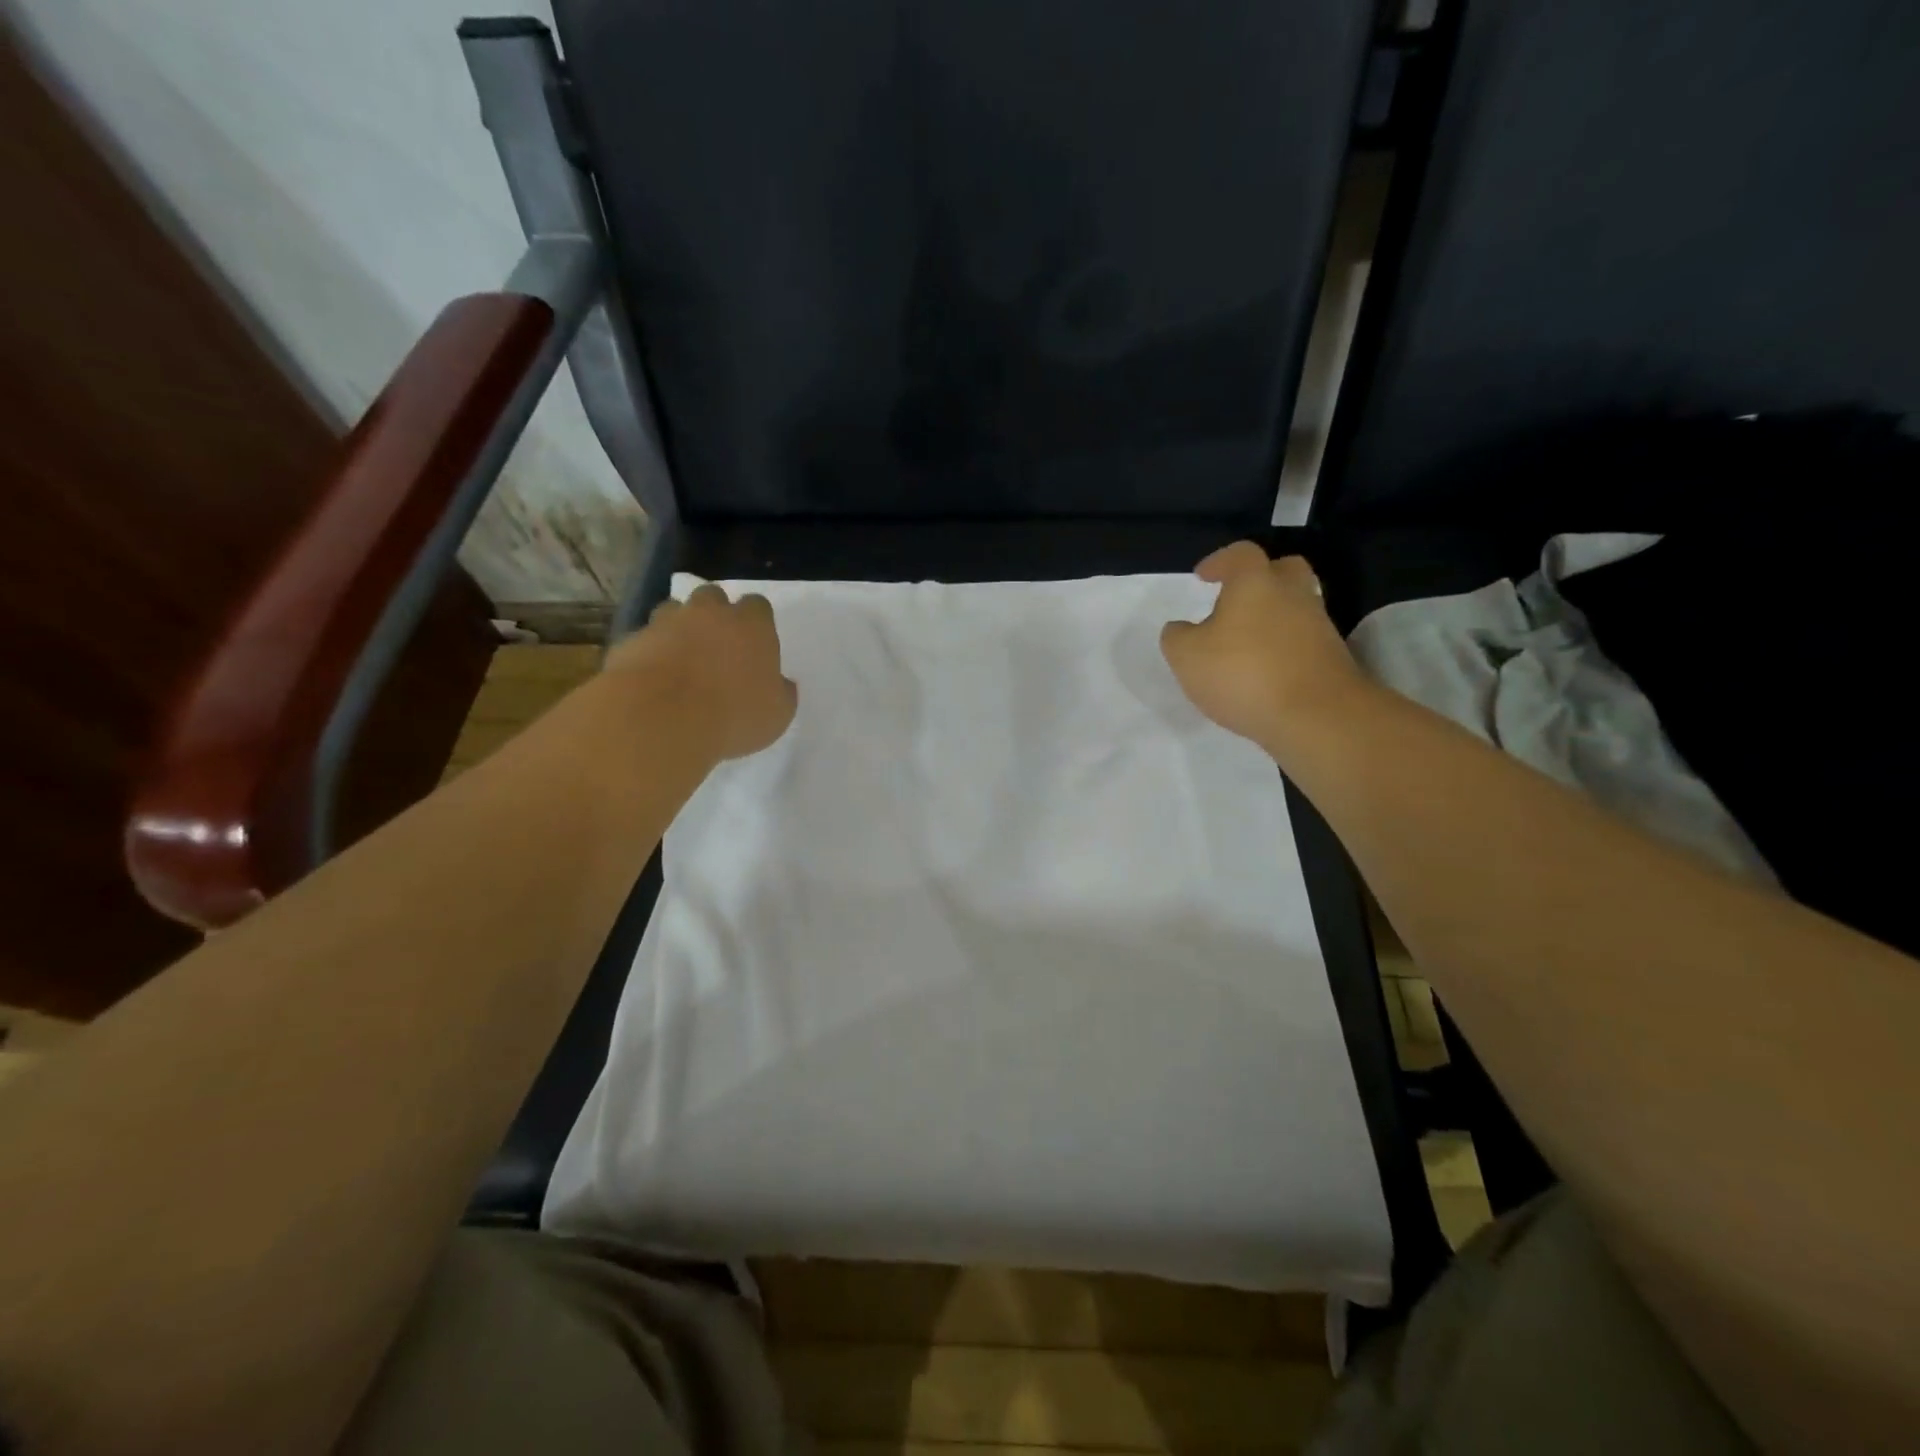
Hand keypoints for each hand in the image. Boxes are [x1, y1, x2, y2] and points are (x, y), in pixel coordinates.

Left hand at [606, 583, 797, 760]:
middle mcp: (708, 613)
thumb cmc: (734, 715)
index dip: (757, 623)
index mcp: (751, 625)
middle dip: (715, 615)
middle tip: (717, 646)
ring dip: (679, 628)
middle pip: (713, 597)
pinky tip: (653, 680)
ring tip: (682, 661)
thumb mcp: (777, 715)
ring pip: (673, 611)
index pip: (758, 606)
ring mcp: (665, 623)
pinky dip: (650, 653)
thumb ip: (781, 693)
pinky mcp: (631, 641)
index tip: (756, 645)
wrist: (661, 719)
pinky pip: (645, 641)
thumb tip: (781, 684)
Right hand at [1160, 541, 1371, 751]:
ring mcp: (1318, 626)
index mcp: (1255, 582)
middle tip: (1237, 600)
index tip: (1203, 576)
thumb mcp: (1187, 657)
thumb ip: (1177, 637)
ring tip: (1245, 643)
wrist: (1316, 716)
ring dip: (1272, 617)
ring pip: (1295, 607)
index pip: (1240, 554)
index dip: (1219, 561)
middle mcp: (1293, 594)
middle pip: (1283, 570)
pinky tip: (1265, 670)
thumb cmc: (1243, 673)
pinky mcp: (1332, 658)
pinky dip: (1284, 647)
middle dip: (1260, 579)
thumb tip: (1180, 629)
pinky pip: (1303, 640)